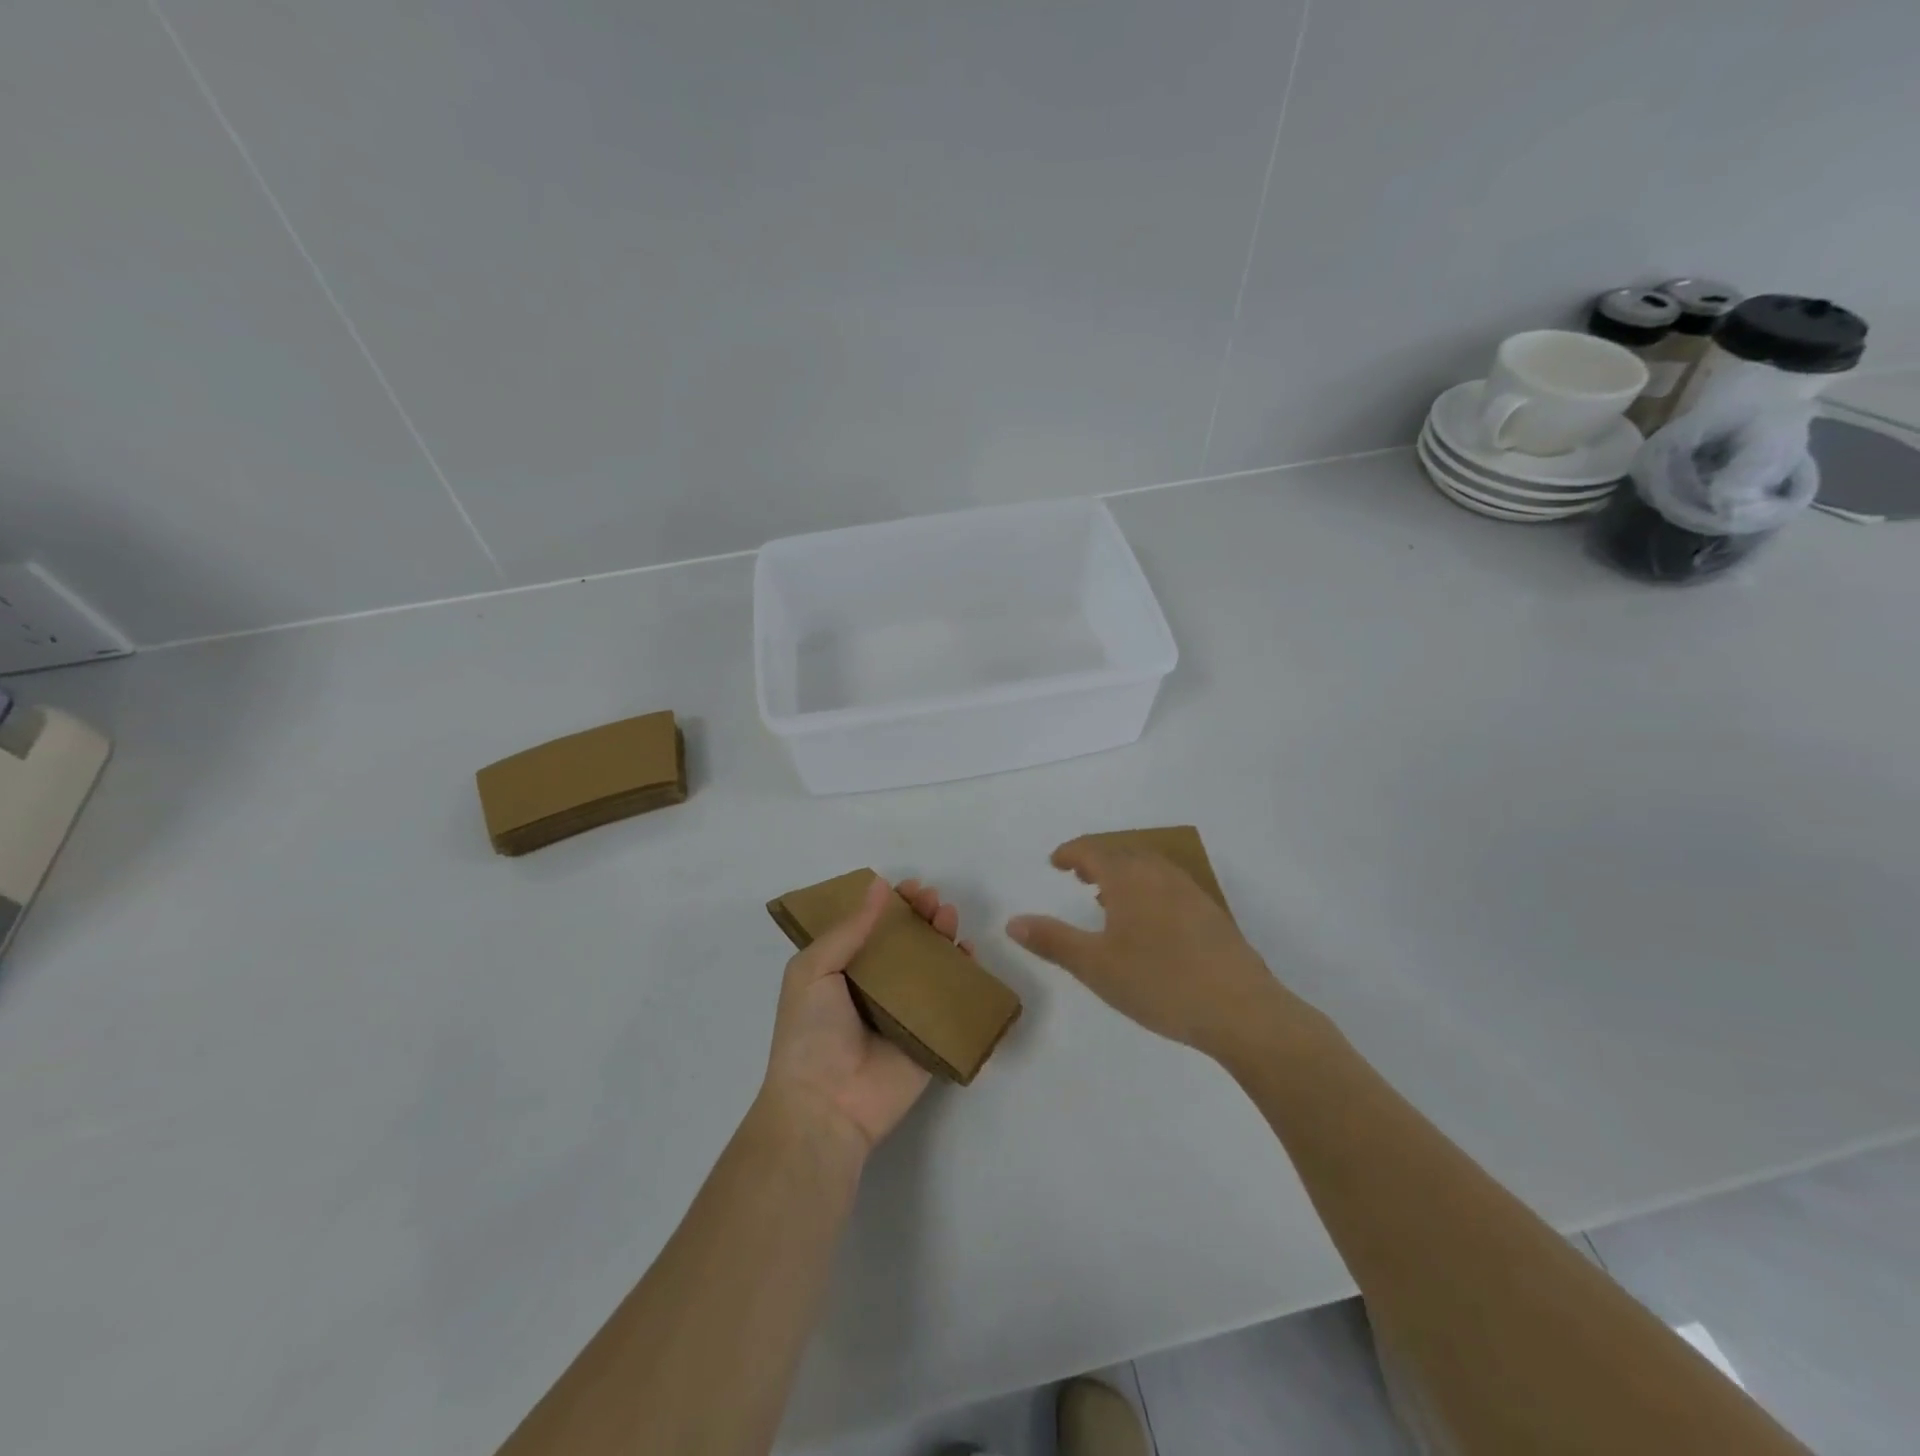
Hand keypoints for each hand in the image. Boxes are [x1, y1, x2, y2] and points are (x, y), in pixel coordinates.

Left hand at [761, 876, 970, 1153]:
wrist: (825, 1105)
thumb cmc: (810, 1033)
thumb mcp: (812, 970)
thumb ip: (848, 930)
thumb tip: (879, 885)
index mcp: (843, 972)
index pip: (872, 928)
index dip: (891, 905)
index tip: (909, 887)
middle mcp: (875, 988)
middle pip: (906, 943)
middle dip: (922, 916)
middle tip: (933, 900)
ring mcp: (905, 1013)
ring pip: (931, 967)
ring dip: (943, 938)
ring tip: (949, 917)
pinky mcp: (930, 1038)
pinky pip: (951, 1003)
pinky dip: (965, 977)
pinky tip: (969, 954)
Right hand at [1007, 837, 1295, 1059]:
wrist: (1241, 1009)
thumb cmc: (1159, 983)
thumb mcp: (1095, 966)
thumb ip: (1052, 940)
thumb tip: (1012, 921)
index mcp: (1130, 878)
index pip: (1093, 851)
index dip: (1071, 853)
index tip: (1055, 862)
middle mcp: (1160, 875)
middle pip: (1123, 853)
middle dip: (1097, 860)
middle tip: (1077, 875)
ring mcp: (1191, 892)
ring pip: (1150, 868)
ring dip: (1124, 873)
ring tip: (1108, 896)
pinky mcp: (1212, 914)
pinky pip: (1169, 886)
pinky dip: (1148, 889)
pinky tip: (1148, 922)